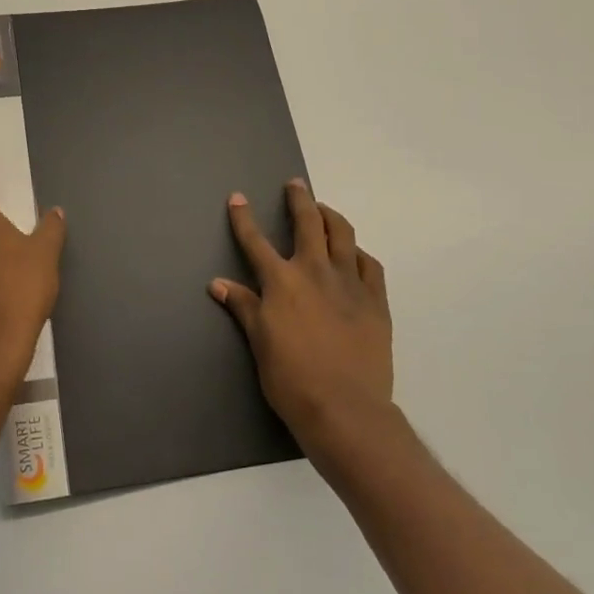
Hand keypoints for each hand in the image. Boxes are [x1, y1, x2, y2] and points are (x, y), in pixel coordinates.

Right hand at [211, 180, 394, 455]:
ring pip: (343, 235)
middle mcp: (315, 272)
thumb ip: (243, 307)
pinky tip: (355, 254)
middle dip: (299, 199)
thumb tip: (218, 283)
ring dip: (331, 217)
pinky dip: (359, 253)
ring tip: (325, 210)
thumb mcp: (259, 342)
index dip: (244, 218)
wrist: (345, 409)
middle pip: (308, 223)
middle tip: (295, 185)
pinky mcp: (376, 300)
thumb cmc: (291, 379)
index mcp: (281, 282)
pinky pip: (370, 265)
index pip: (256, 241)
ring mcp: (350, 283)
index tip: (238, 198)